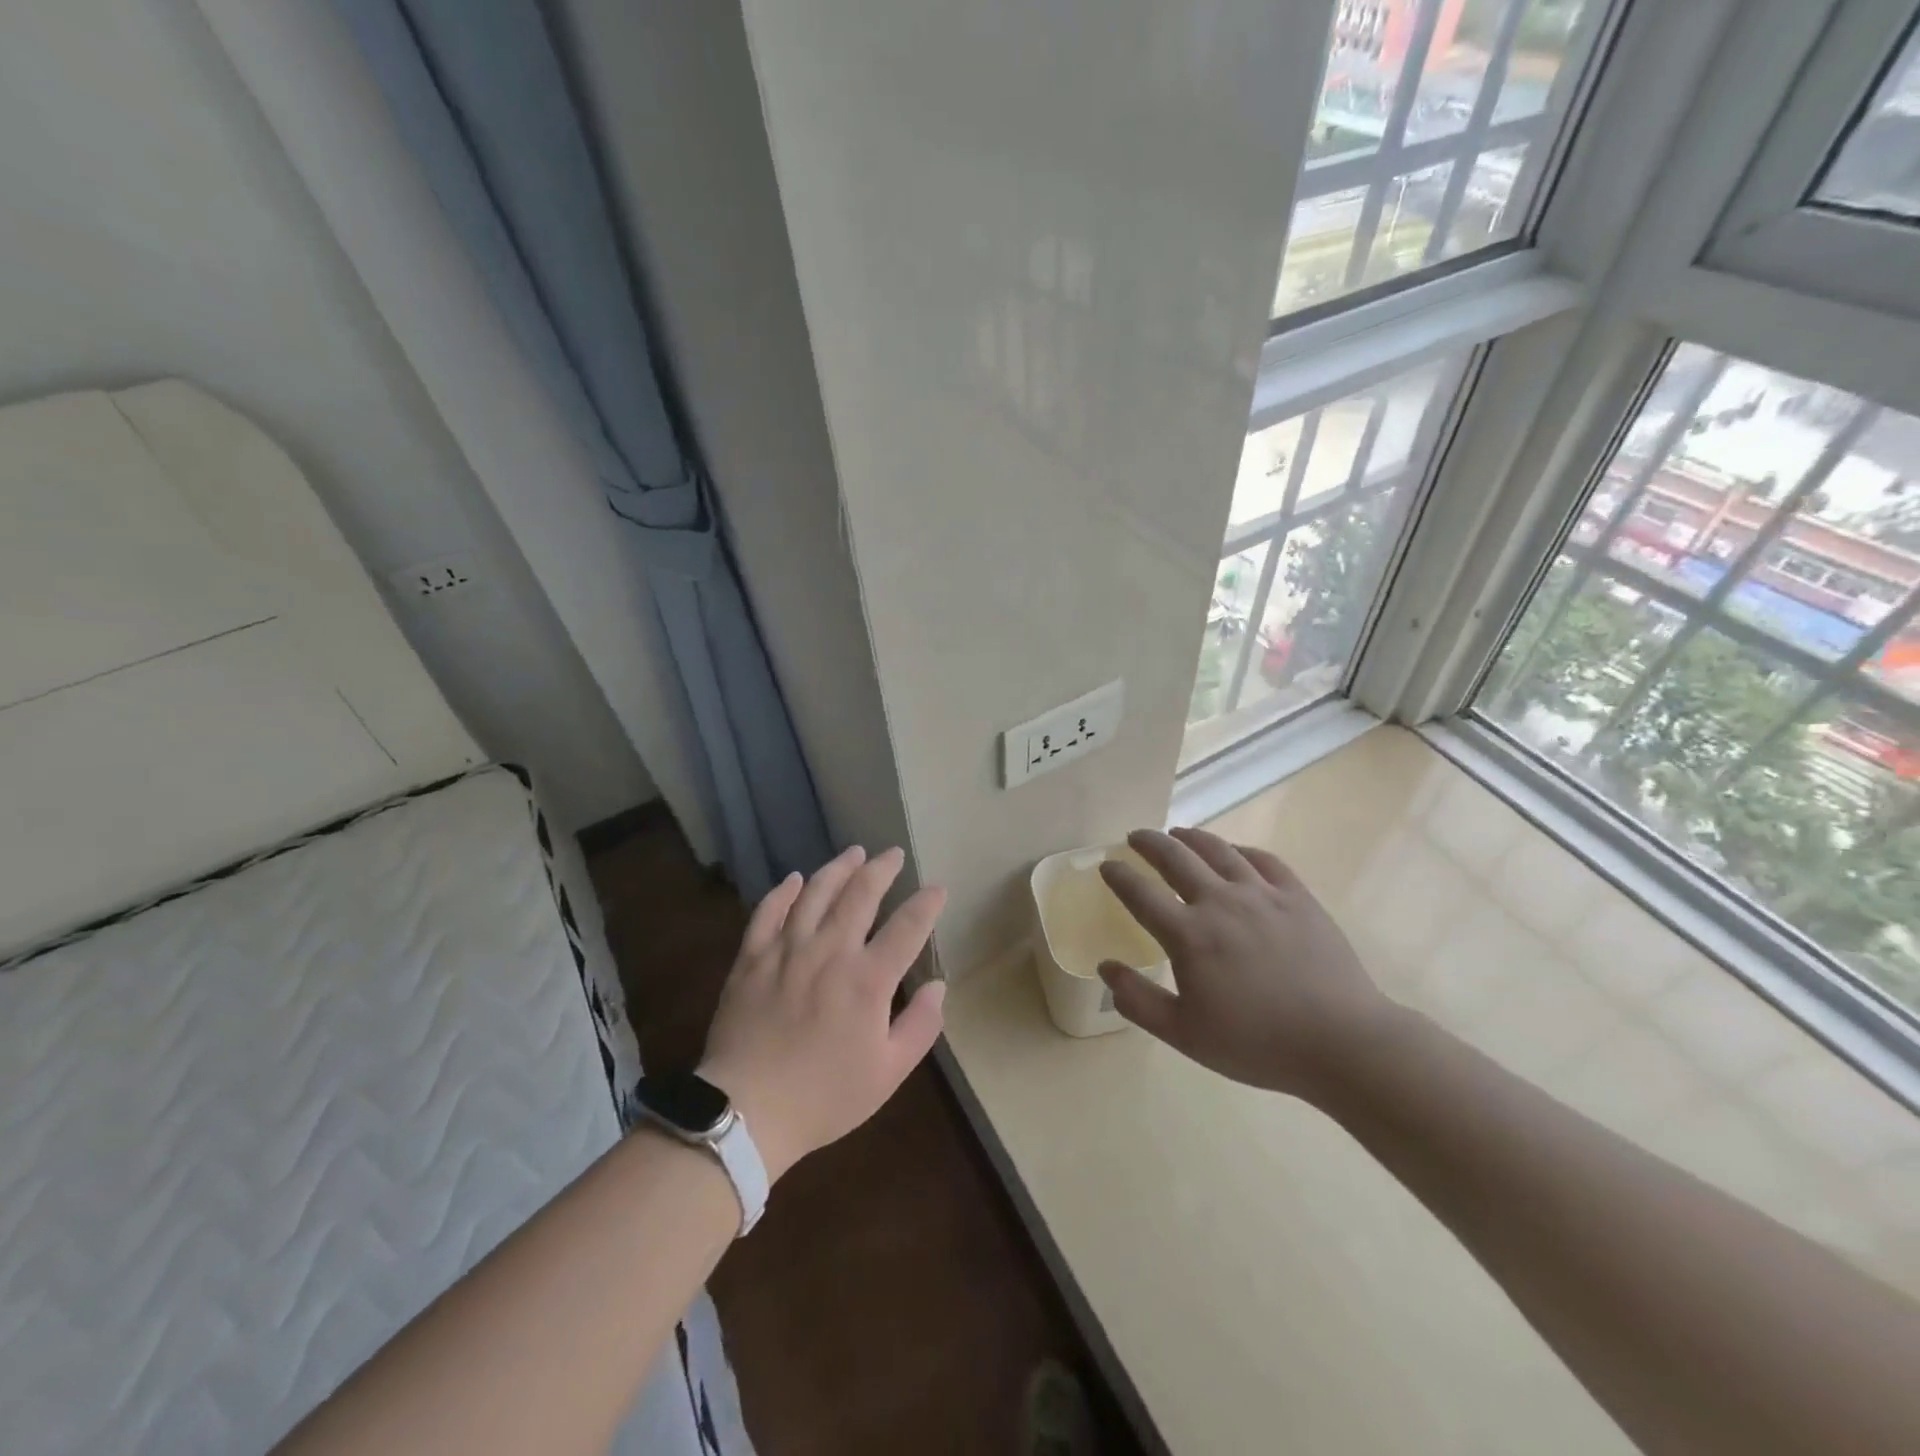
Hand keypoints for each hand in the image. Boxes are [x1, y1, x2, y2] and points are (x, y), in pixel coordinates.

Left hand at [698, 846, 945, 1181]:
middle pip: (860, 894)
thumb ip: (920, 1026)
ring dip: (838, 868)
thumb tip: (938, 986)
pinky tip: (794, 879)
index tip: (937, 889)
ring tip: (853, 853)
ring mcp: (787, 949)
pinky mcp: (752, 957)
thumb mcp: (888, 1073)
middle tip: (892, 854)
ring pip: (815, 892)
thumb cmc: (825, 1096)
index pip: (907, 926)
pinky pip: (768, 911)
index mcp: (868, 979)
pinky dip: (783, 891)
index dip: (926, 904)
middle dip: (881, 869)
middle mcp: (830, 951)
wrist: (747, 1111)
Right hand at [1097, 827, 1394, 1100]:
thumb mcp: (1185, 1035)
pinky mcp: (1297, 896)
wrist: (1342, 1042)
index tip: (1106, 865)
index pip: (1141, 894)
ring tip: (1178, 832)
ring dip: (1191, 837)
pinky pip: (1262, 859)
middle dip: (1149, 843)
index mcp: (1189, 935)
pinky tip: (1234, 853)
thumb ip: (1138, 1001)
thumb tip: (1106, 966)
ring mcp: (1262, 894)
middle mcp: (1221, 902)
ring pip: (1218, 850)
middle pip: (1176, 858)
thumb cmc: (1258, 1043)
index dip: (1119, 876)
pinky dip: (1239, 850)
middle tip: (1135, 837)